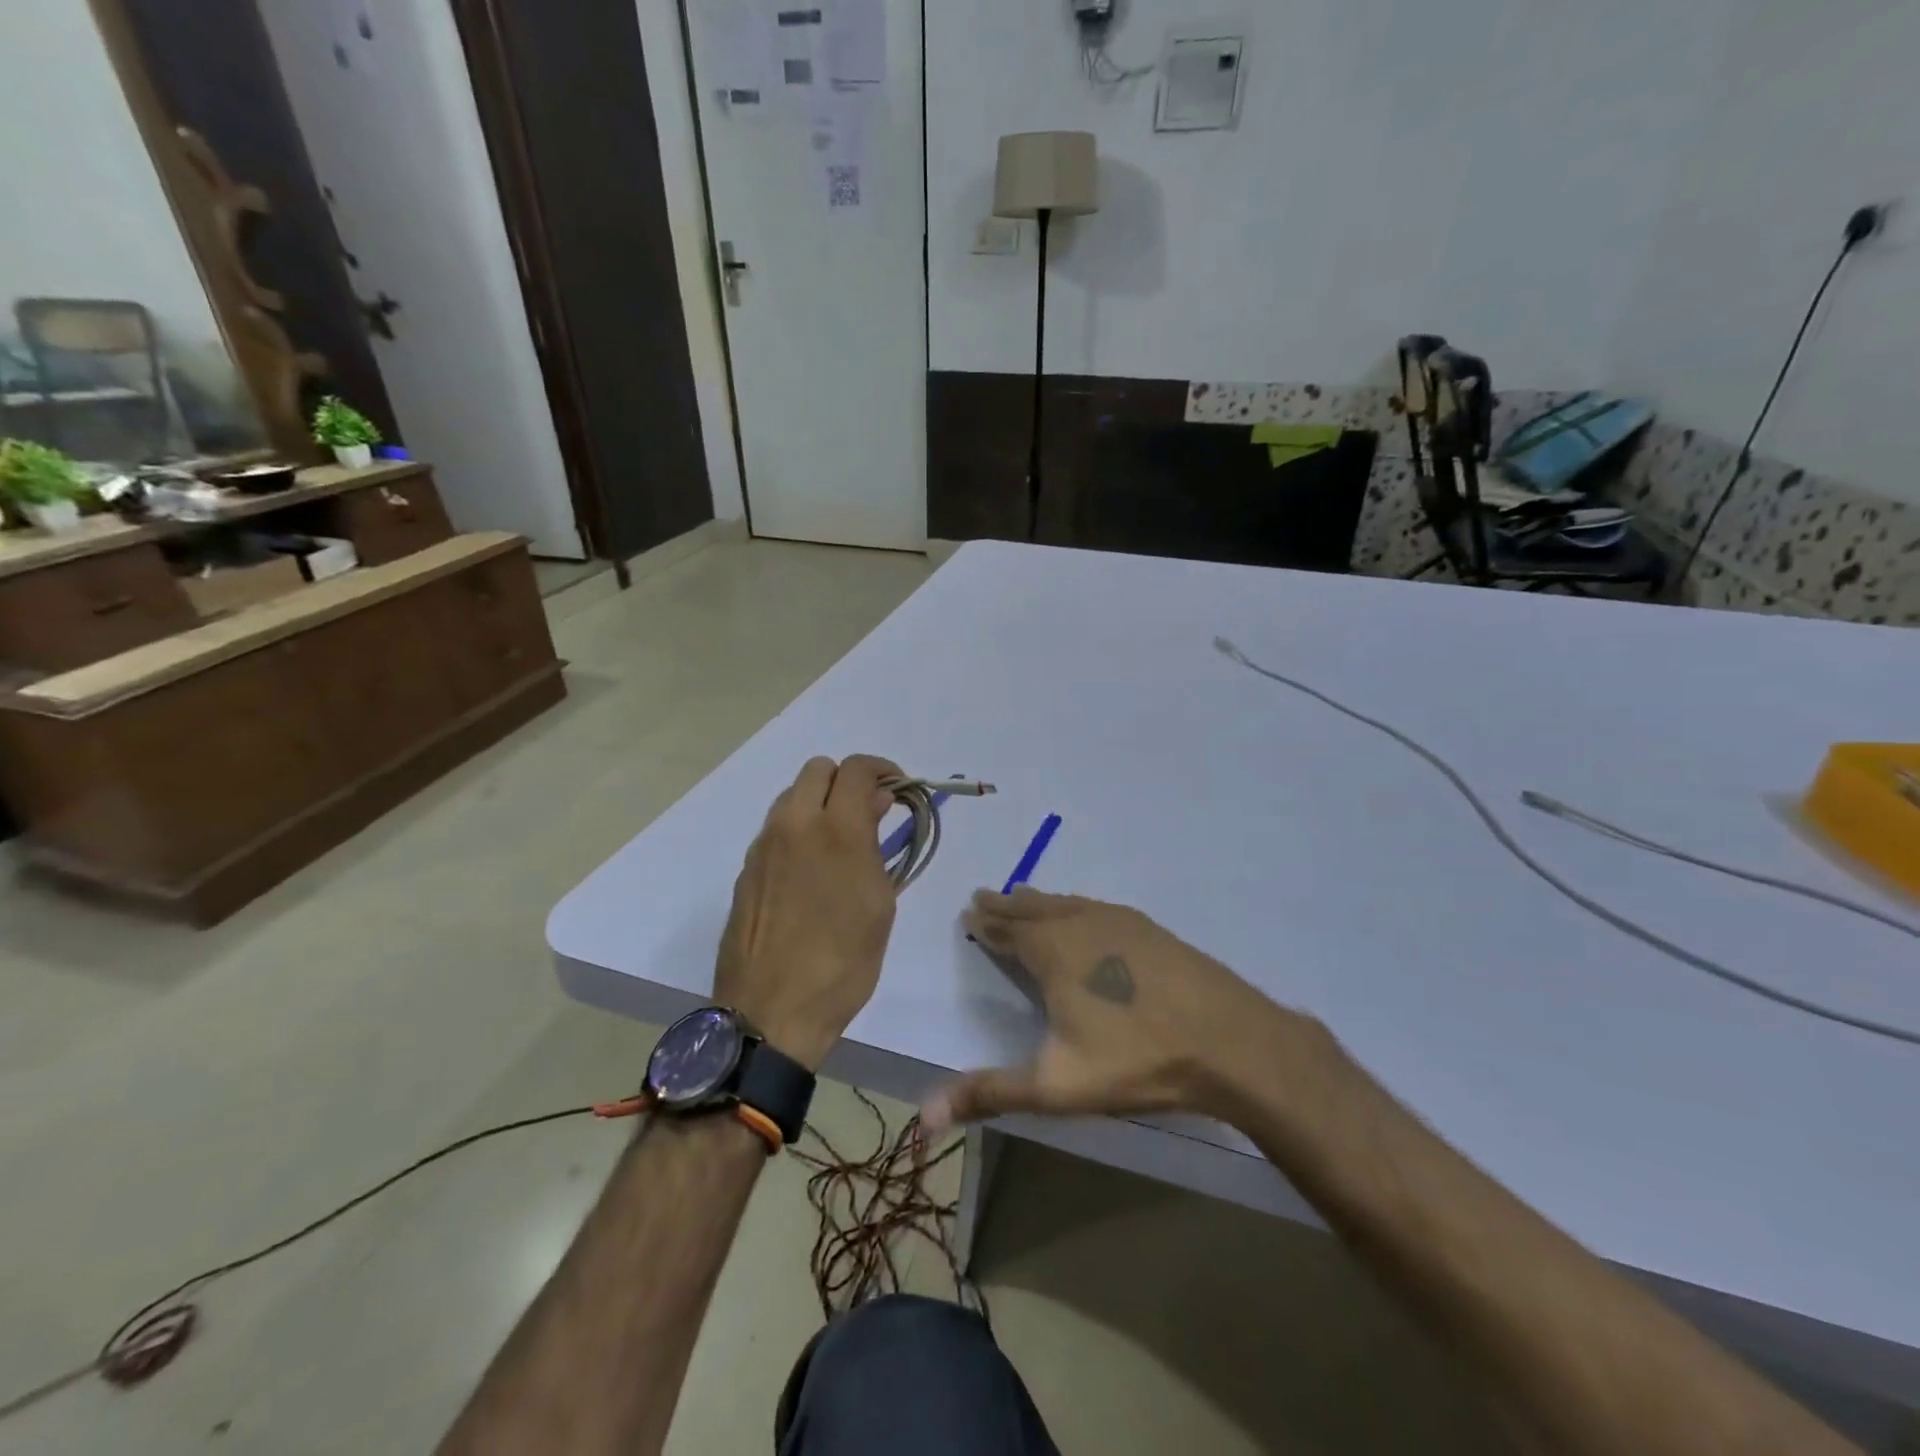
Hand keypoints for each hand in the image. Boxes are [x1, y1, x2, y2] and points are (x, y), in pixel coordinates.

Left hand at [715, 755, 901, 1070]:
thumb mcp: (878, 904)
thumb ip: (876, 845)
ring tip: (840, 844)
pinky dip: (798, 832)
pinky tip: (810, 872)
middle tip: (868, 814)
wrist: (771, 1013)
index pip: (857, 769)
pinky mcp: (746, 870)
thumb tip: (874, 805)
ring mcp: (763, 846)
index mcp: (835, 831)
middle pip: (818, 769)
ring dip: (820, 804)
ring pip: (792, 796)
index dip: (883, 769)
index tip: (898, 791)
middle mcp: (793, 825)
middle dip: (847, 781)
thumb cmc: (842, 963)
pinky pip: (776, 830)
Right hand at [921, 888, 1310, 1133]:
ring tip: (1024, 897)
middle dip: (1006, 905)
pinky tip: (1085, 913)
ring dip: (1040, 902)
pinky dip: (1076, 906)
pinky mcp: (1150, 928)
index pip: (1007, 930)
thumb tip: (922, 1115)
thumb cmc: (1136, 1059)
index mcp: (1051, 951)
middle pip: (1033, 909)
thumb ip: (990, 1093)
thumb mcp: (1056, 1085)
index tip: (970, 911)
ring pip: (1067, 903)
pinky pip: (1096, 908)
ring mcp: (1119, 922)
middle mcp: (1080, 924)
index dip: (986, 922)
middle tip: (985, 896)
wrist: (1230, 1040)